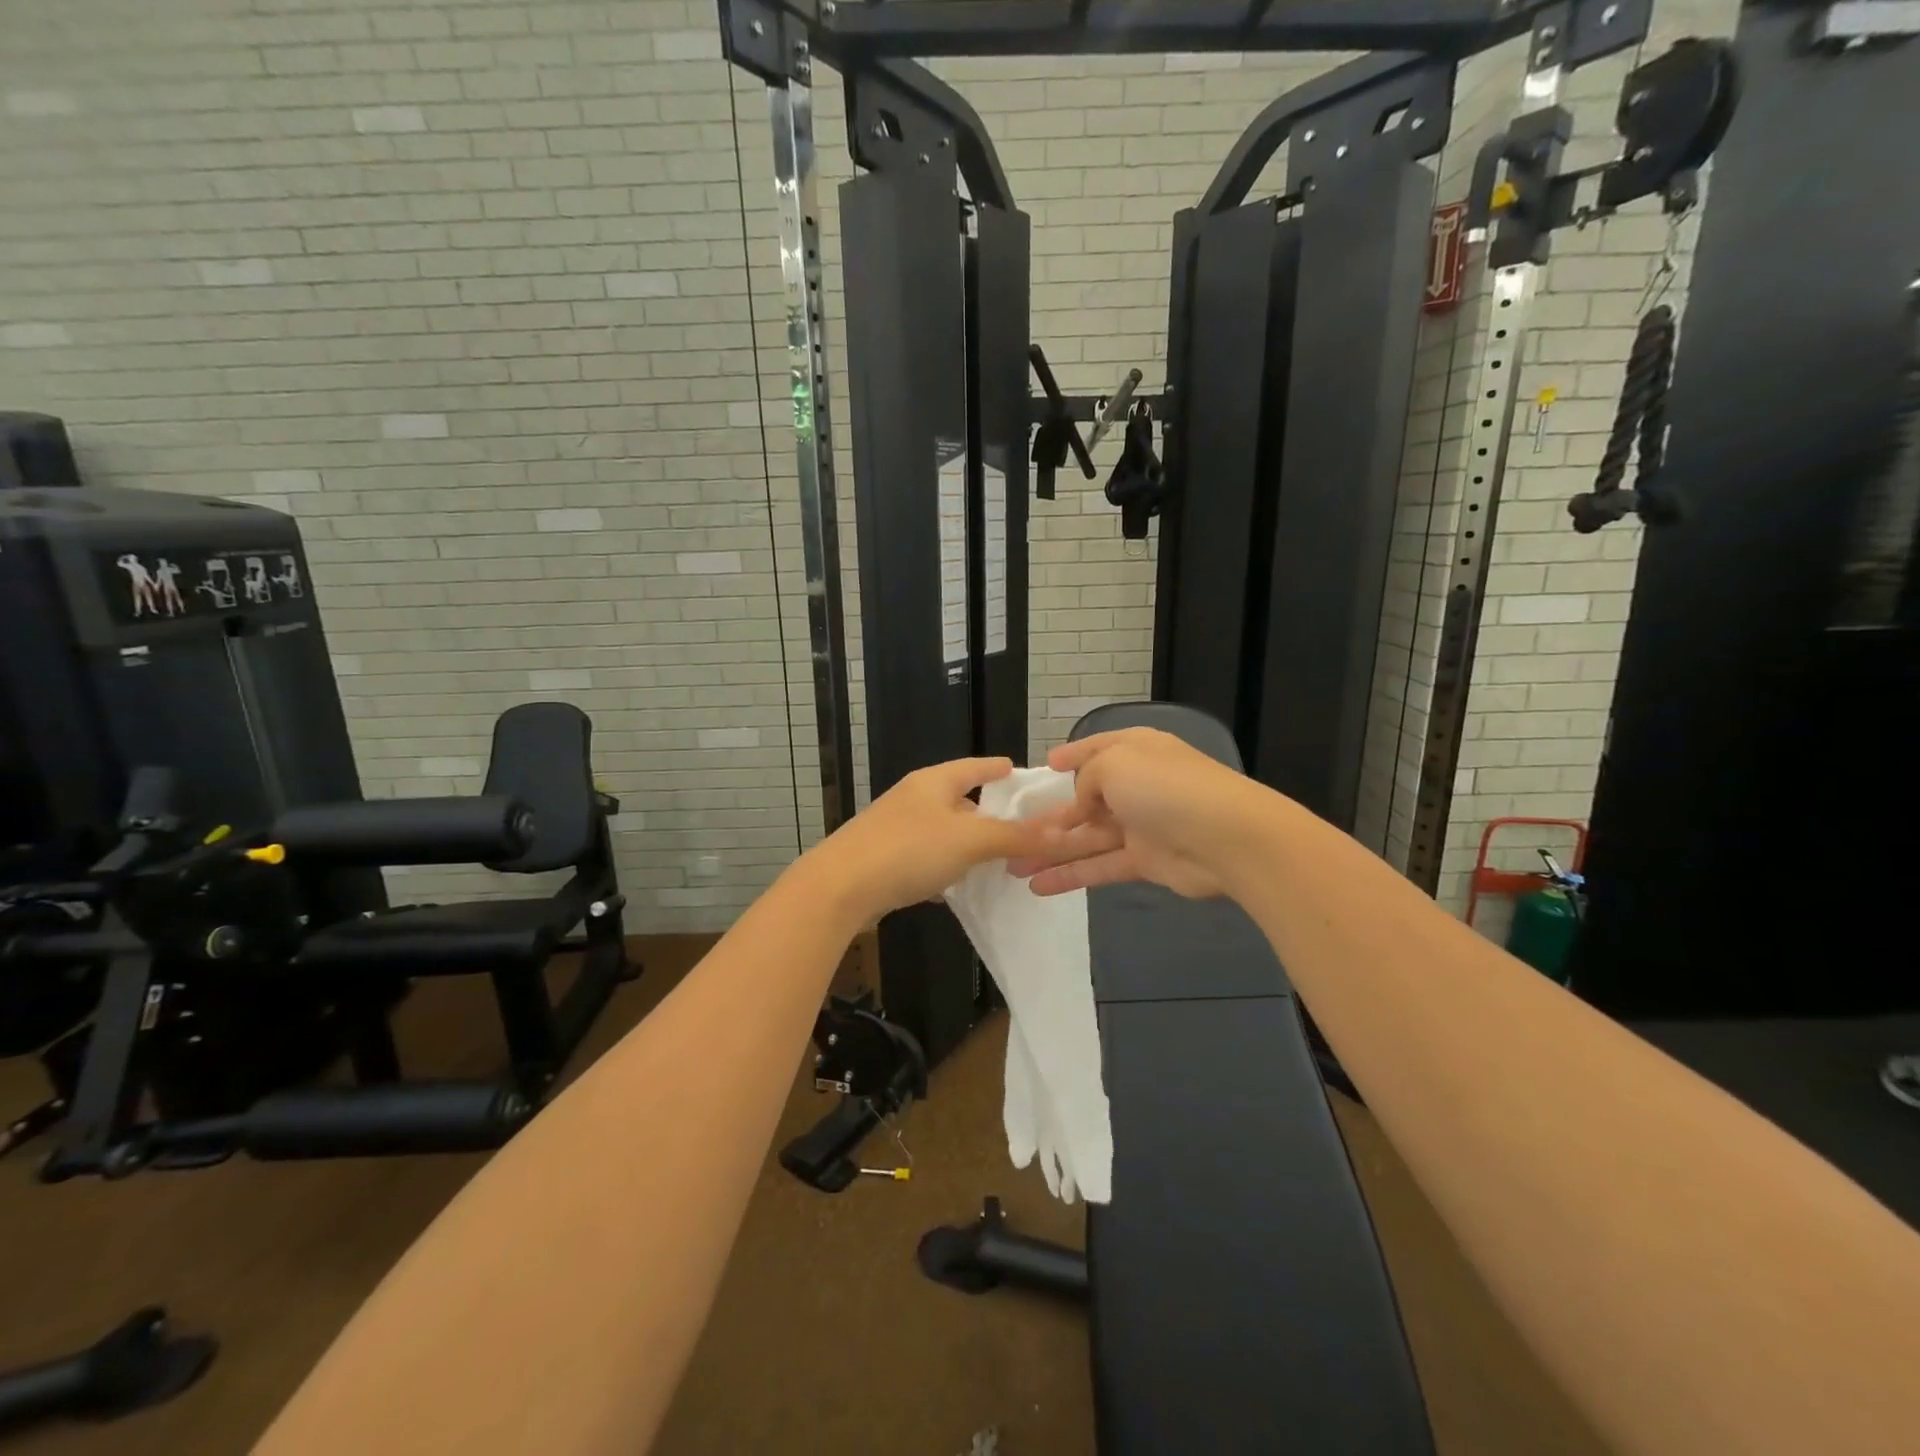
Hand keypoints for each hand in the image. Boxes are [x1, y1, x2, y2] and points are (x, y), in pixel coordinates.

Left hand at [800, 757, 1046, 923]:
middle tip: (1022, 829)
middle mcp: (914, 799)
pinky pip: (926, 858)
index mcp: (934, 781)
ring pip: (944, 832)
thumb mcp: (969, 840)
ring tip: (998, 861)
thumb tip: (1062, 831)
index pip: (976, 766)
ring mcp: (896, 828)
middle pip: (960, 800)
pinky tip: (959, 886)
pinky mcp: (886, 859)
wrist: (839, 888)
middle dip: (990, 814)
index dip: (1001, 769)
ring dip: (968, 845)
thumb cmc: (908, 850)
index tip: (1022, 775)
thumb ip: (1015, 836)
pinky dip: (946, 868)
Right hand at [1009, 728, 1272, 898]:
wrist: (1226, 838)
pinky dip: (1070, 875)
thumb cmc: (1165, 788)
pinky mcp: (1145, 861)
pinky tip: (1039, 886)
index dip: (1069, 757)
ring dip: (1051, 851)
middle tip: (1011, 833)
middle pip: (1085, 800)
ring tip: (1013, 866)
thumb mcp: (1115, 763)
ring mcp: (1141, 825)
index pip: (1095, 749)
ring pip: (1087, 837)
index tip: (1043, 768)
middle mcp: (1136, 785)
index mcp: (1133, 750)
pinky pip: (1100, 865)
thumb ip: (1086, 779)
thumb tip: (1083, 803)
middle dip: (1049, 817)